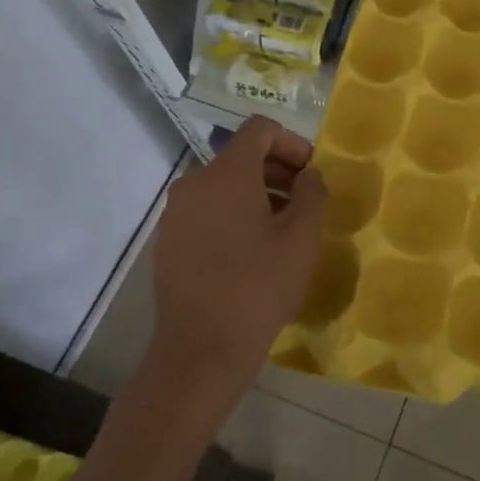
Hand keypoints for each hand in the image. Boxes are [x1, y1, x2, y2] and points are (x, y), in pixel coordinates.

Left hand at [146, 117, 327, 415]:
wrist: (201, 351)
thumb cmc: (258, 287)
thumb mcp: (302, 238)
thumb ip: (312, 193)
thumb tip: (308, 176)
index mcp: (227, 173)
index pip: (260, 130)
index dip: (292, 142)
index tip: (311, 173)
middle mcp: (194, 183)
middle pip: (240, 157)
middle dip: (277, 171)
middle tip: (305, 202)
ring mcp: (175, 214)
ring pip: (222, 186)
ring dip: (257, 195)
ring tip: (282, 230)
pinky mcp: (167, 242)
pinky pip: (206, 211)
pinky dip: (232, 216)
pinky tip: (251, 252)